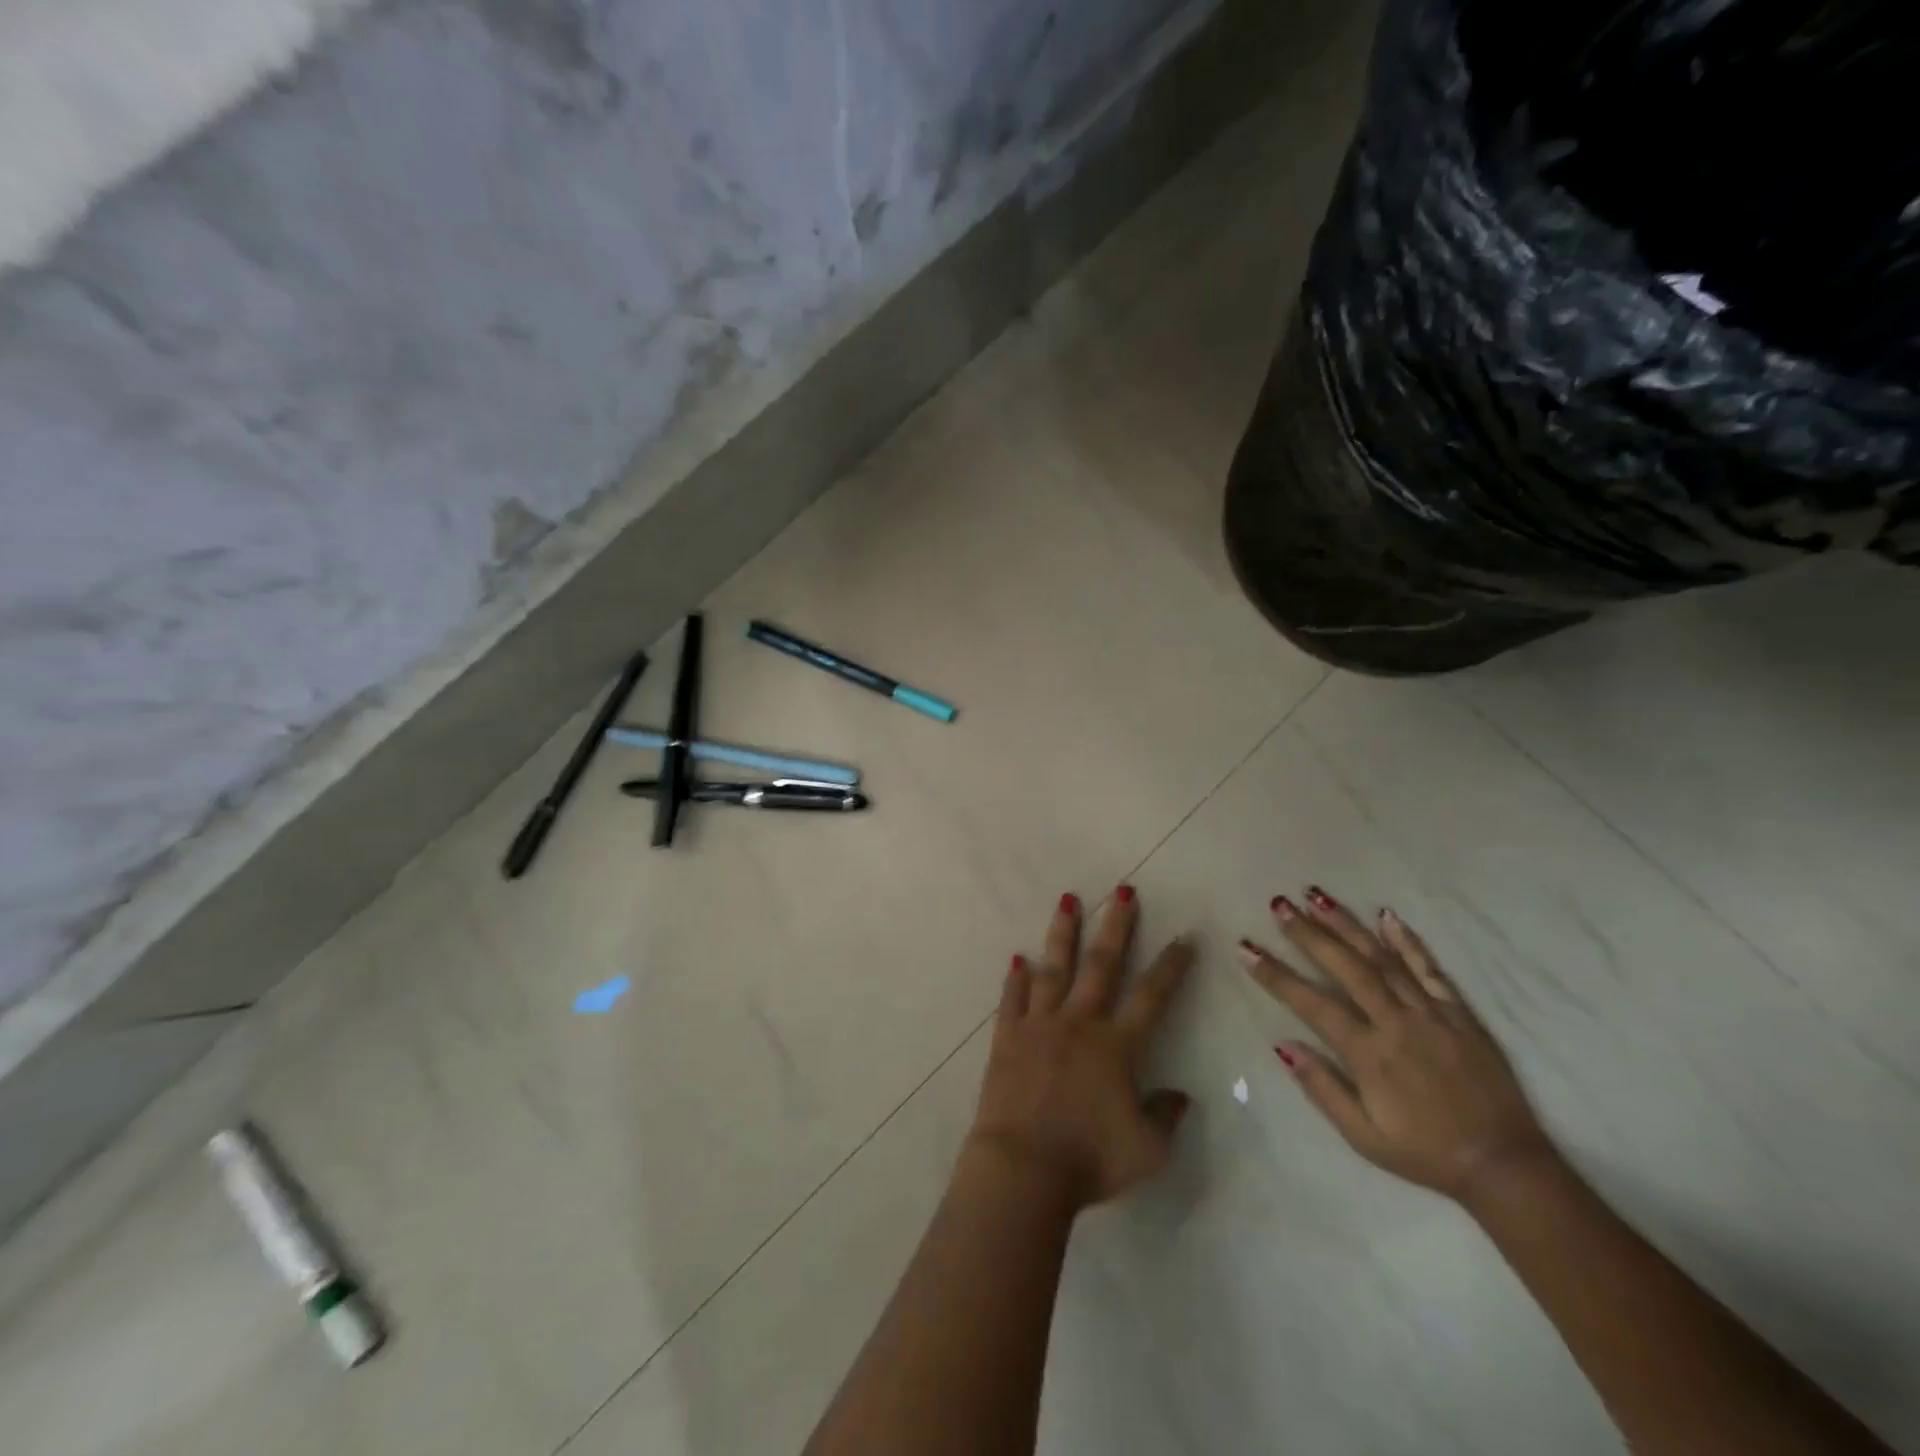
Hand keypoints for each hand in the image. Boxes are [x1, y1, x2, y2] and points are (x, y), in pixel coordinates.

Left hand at [967, 887, 1195, 1211]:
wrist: (1024, 1168)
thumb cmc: (1090, 1160)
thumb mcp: (1148, 1150)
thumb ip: (1166, 1117)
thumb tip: (1180, 1095)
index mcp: (1118, 1046)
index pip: (1152, 996)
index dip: (1171, 966)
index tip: (1184, 938)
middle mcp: (1080, 1023)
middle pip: (1102, 965)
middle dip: (1116, 926)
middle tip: (1123, 890)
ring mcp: (1040, 1025)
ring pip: (1055, 968)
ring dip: (1064, 933)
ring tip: (1069, 900)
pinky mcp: (1008, 1037)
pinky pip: (1013, 1000)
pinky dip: (1016, 979)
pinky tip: (1018, 959)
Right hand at [1241, 888, 1553, 1200]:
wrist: (1503, 1165)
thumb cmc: (1424, 1152)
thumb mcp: (1364, 1137)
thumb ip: (1322, 1089)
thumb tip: (1282, 1045)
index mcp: (1368, 1053)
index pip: (1311, 1003)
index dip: (1275, 974)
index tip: (1246, 949)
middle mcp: (1395, 1022)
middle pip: (1346, 967)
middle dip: (1308, 933)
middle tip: (1279, 904)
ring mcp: (1430, 1013)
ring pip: (1382, 958)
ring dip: (1346, 925)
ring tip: (1317, 896)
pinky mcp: (1459, 1014)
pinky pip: (1430, 969)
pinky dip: (1407, 941)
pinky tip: (1387, 916)